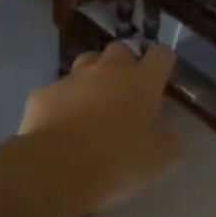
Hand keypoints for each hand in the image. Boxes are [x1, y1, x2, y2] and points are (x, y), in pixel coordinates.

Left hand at [19, 42, 183, 211]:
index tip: (162, 75)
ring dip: (93, 75)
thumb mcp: (158, 161)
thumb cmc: (118, 161)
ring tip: (93, 101)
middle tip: (126, 89)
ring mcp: (73, 79)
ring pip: (86, 62)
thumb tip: (172, 138)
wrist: (58, 167)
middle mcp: (108, 71)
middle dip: (125, 63)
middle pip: (121, 49)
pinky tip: (60, 124)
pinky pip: (56, 91)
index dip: (163, 61)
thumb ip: (169, 144)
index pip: (161, 55)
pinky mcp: (44, 93)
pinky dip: (62, 102)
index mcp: (141, 82)